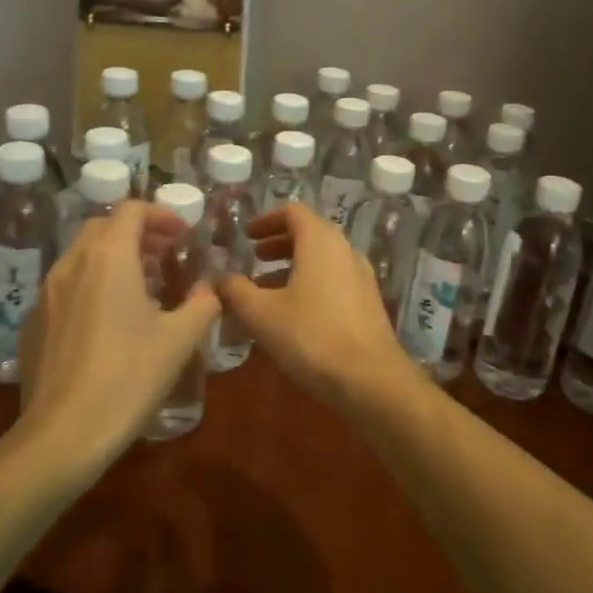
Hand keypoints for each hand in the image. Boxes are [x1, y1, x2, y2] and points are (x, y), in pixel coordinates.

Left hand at [15, 201, 219, 474]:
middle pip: (103, 227)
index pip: (131, 210)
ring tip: (142, 287)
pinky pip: (66, 285)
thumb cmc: (128, 378)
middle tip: (165, 255)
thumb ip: (202, 304)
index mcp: (108, 258)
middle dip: (137, 233)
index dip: (161, 215)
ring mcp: (46, 293)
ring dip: (113, 257)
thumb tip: (208, 289)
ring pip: (81, 255)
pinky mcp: (33, 321)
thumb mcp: (179, 340)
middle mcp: (72, 263)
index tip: (183, 235)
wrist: (62, 434)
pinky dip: (91, 283)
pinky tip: (108, 321)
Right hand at [216, 203, 415, 409]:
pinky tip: (293, 314)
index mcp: (320, 241)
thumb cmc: (311, 336)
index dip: (266, 220)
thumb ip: (236, 291)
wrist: (370, 380)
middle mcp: (345, 251)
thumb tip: (221, 279)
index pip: (293, 212)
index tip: (246, 235)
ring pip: (322, 260)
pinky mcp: (368, 303)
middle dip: (279, 244)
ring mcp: (361, 277)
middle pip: (310, 234)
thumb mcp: (261, 314)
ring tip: (266, 289)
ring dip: (293, 267)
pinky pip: (334, 281)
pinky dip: (310, 285)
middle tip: (254, 258)